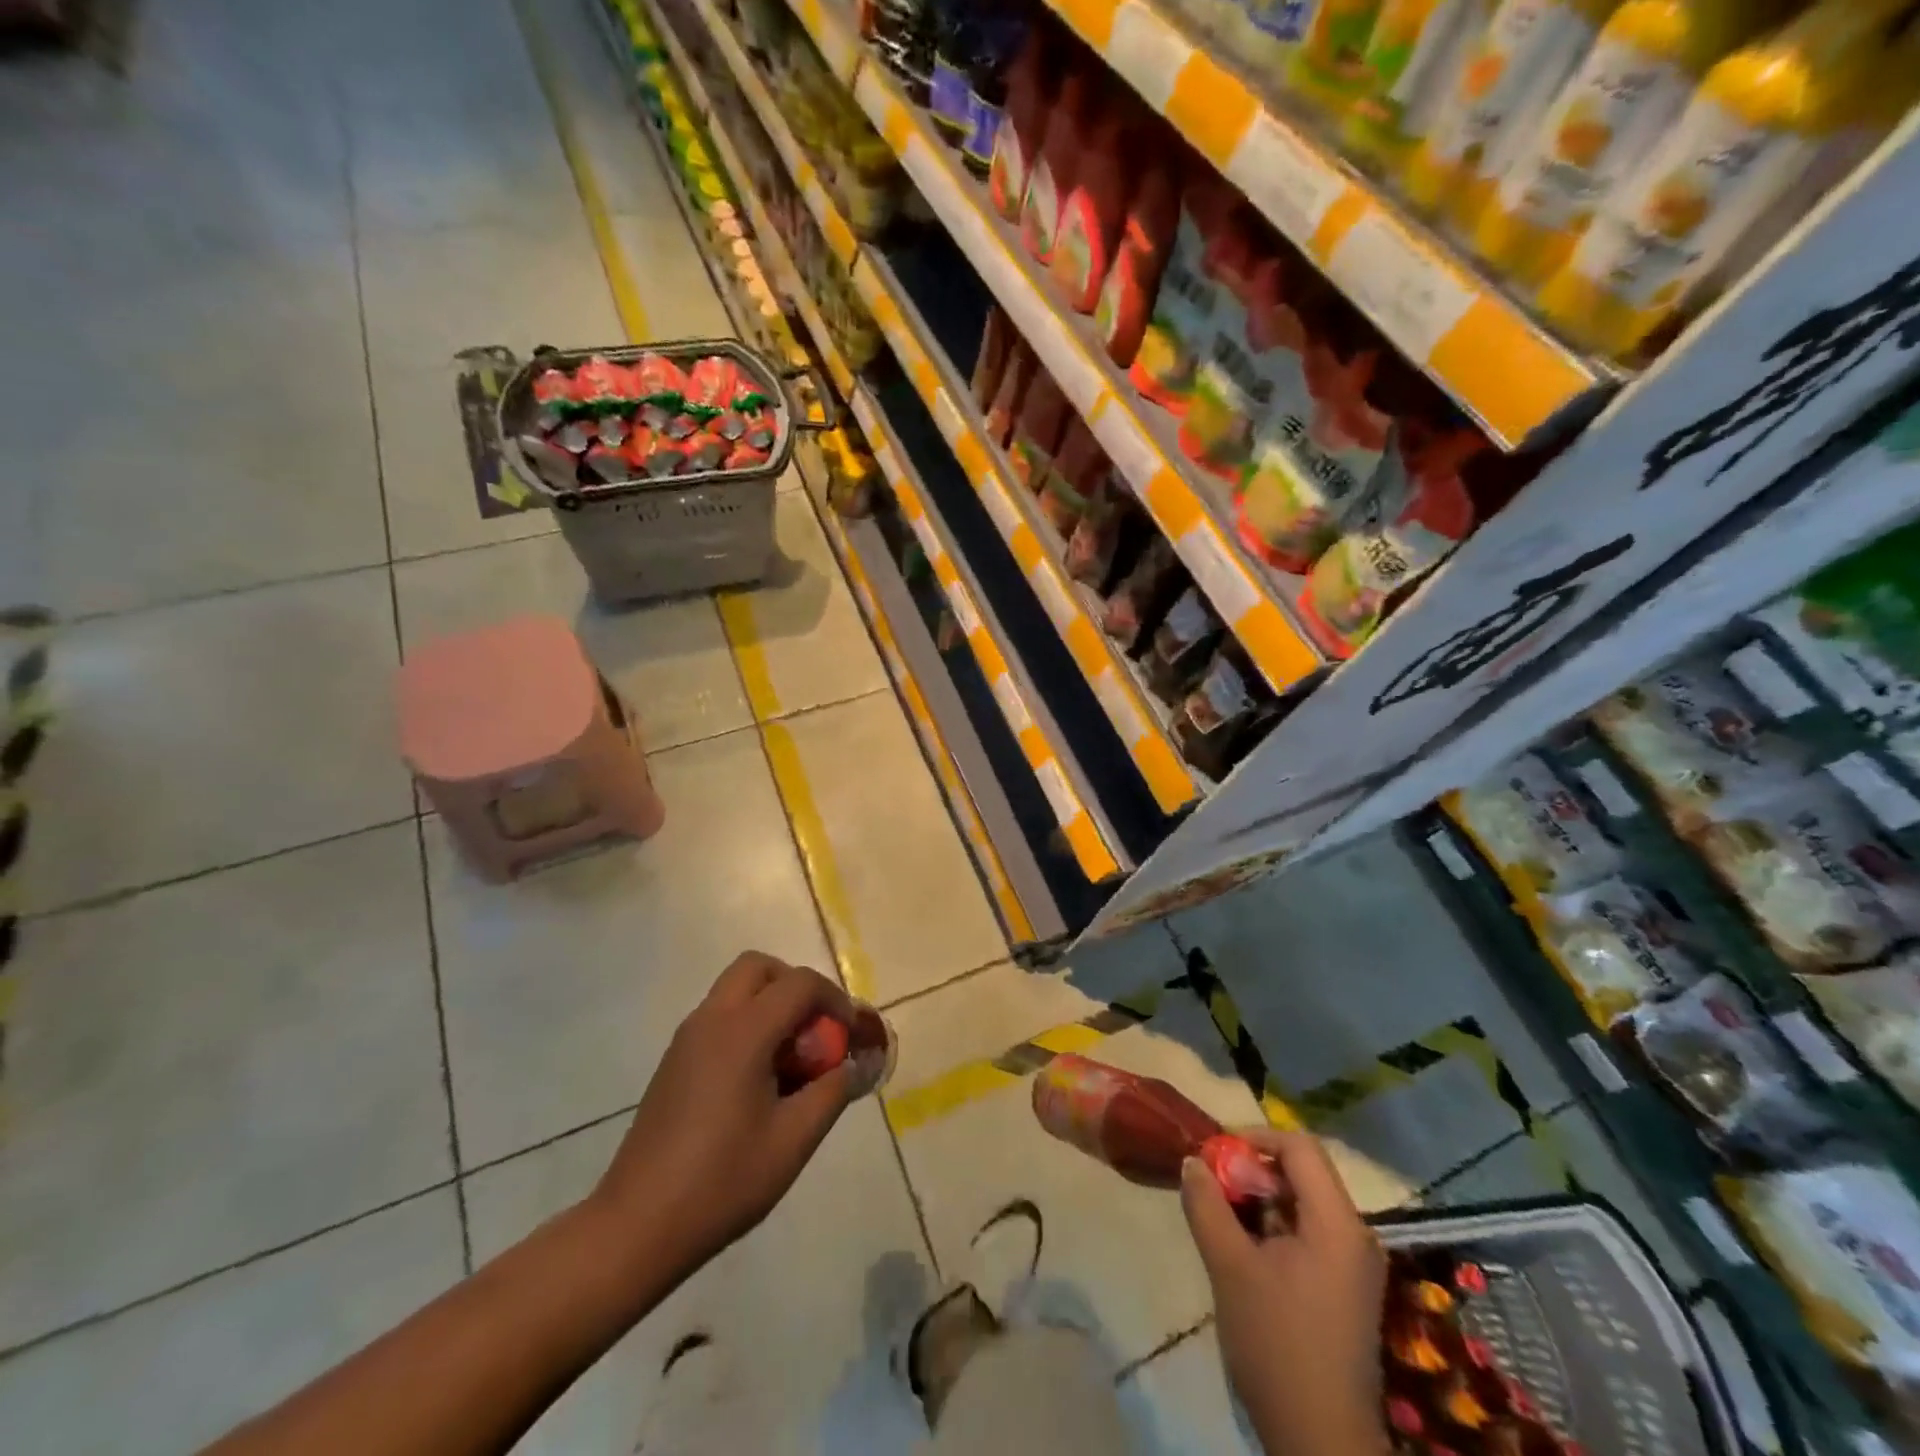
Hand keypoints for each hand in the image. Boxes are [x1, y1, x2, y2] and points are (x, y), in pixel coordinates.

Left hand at [591, 952, 856, 1275]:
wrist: (636, 1226)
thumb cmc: (722, 1181)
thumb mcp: (794, 1140)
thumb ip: (833, 1091)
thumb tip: (856, 1064)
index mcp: (743, 1032)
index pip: (800, 983)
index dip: (834, 1000)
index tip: (850, 1036)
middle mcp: (712, 1020)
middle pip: (759, 967)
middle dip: (796, 986)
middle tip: (815, 1030)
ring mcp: (687, 1038)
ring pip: (736, 989)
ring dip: (771, 1004)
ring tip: (791, 1060)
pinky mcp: (675, 1061)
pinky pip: (720, 1017)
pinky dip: (748, 1024)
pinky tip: (758, 1081)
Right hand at [1181, 1130, 1390, 1455]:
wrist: (1320, 1439)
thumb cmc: (1276, 1343)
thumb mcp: (1229, 1267)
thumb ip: (1207, 1205)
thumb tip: (1193, 1161)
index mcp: (1337, 1223)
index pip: (1299, 1146)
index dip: (1255, 1138)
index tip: (1216, 1154)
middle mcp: (1355, 1234)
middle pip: (1303, 1172)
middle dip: (1254, 1170)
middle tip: (1213, 1183)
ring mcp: (1354, 1264)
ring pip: (1304, 1203)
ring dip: (1261, 1199)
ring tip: (1222, 1215)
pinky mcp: (1346, 1288)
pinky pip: (1310, 1232)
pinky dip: (1275, 1226)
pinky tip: (1245, 1248)